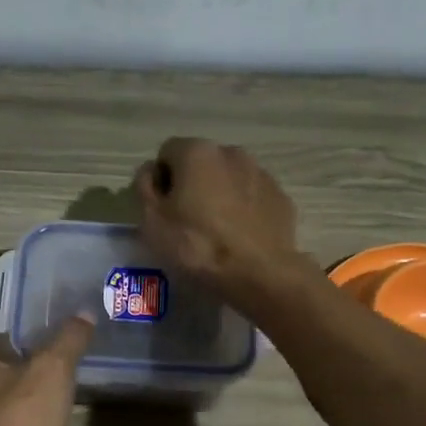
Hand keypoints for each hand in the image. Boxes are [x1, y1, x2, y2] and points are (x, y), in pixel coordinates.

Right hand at [135, 138, 301, 305]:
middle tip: (187, 222)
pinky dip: (243, 209)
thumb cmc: (197, 246)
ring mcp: (261, 173)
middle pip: (201, 163)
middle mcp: (232, 152)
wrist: (259, 273)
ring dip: (218, 195)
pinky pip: (252, 197)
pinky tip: (239, 236)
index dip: (160, 180)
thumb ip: (144, 188)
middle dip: (191, 184)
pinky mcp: (280, 197)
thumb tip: (150, 171)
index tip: (162, 210)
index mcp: (197, 152)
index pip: (167, 153)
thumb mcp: (152, 221)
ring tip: (216, 231)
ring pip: (229, 178)